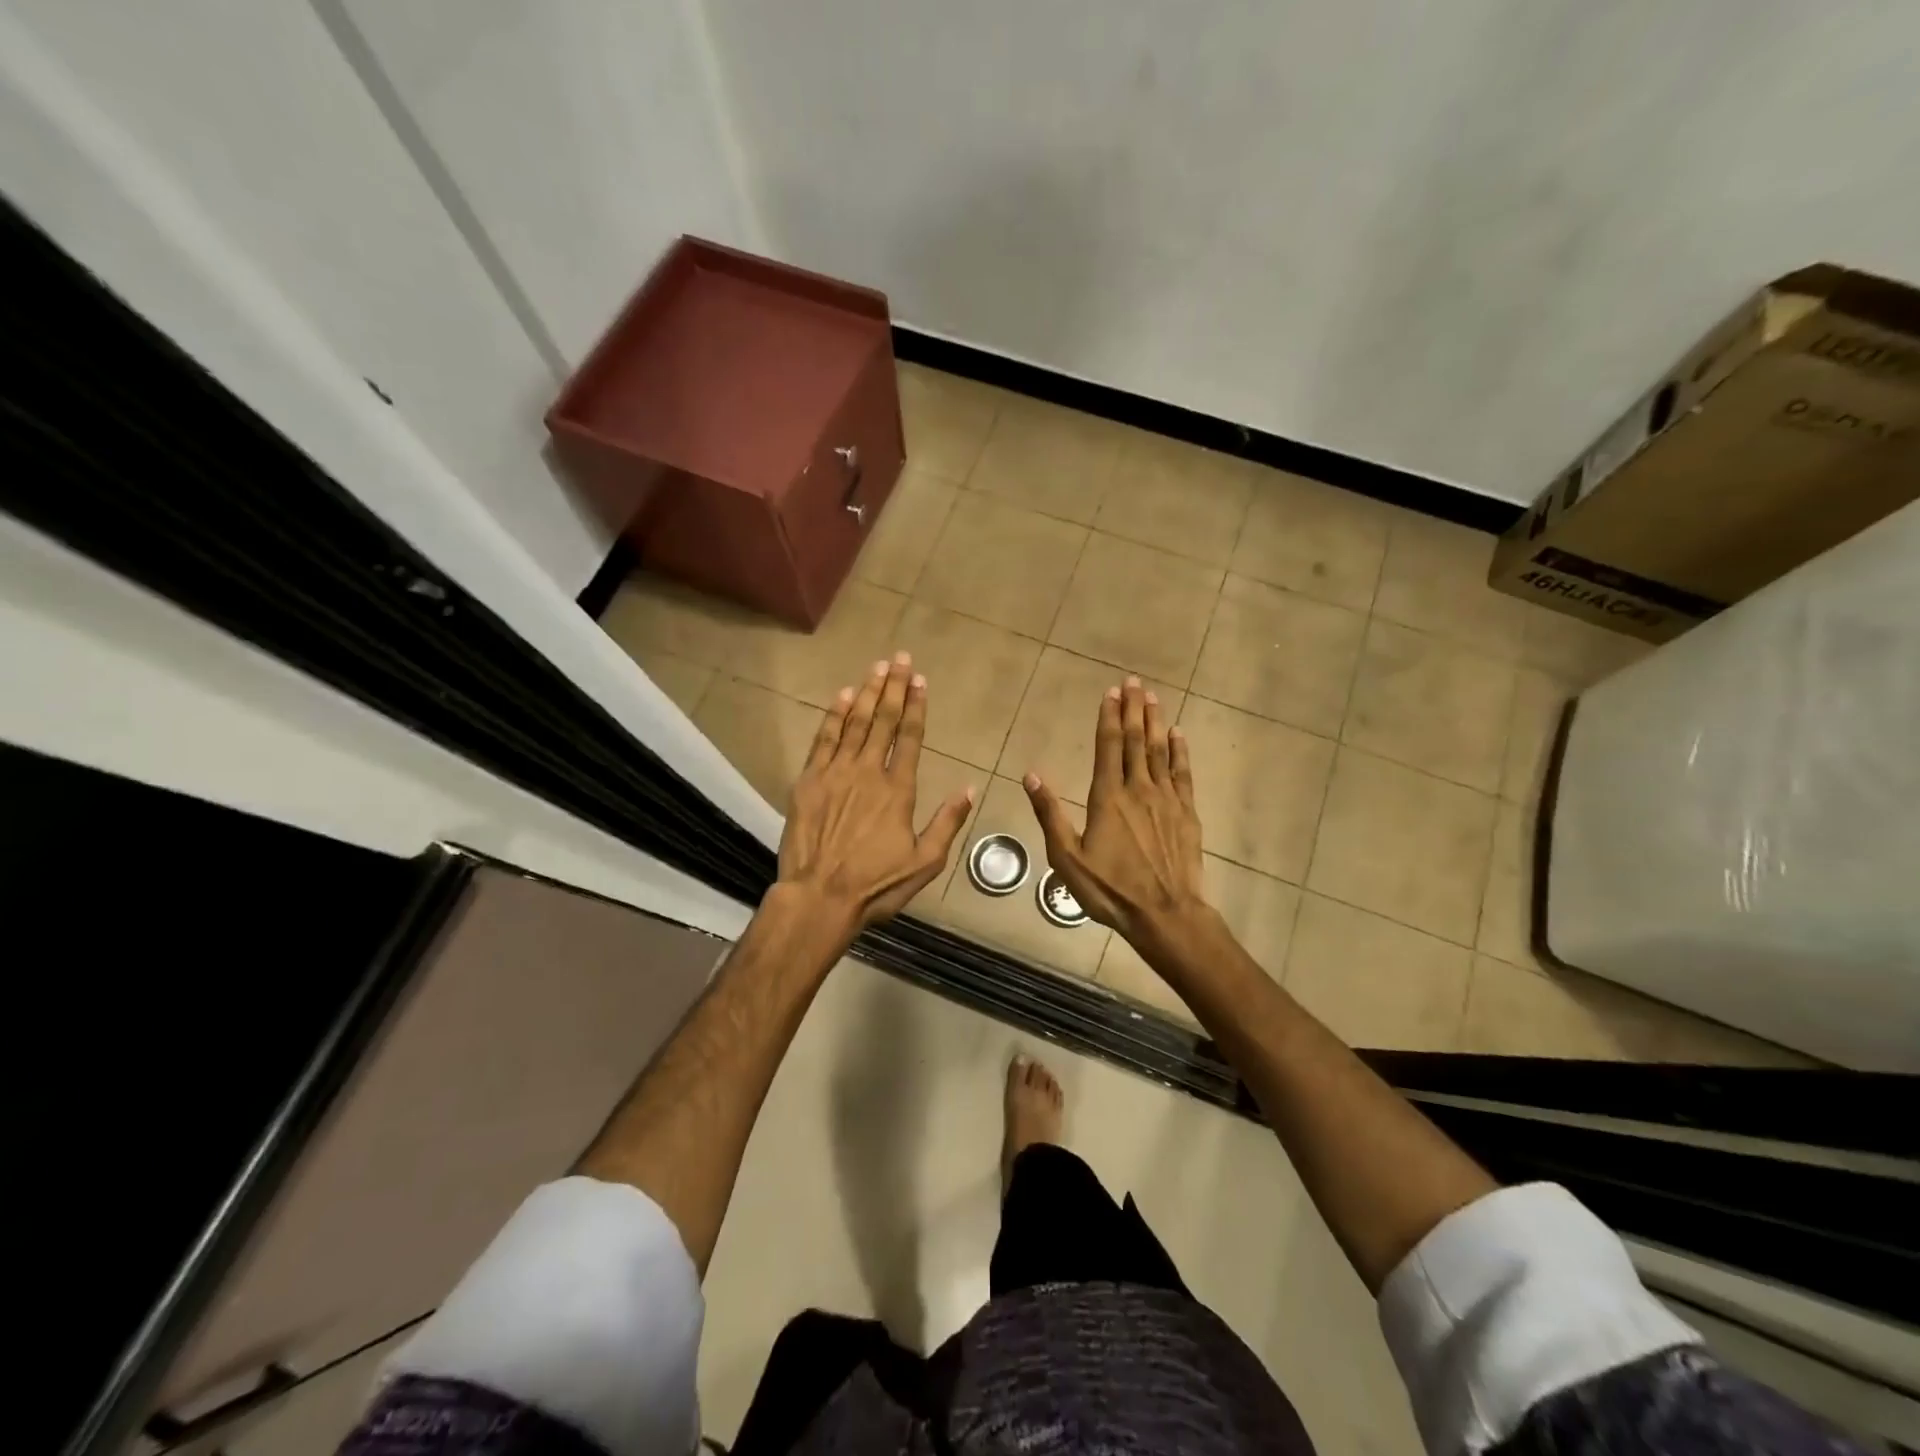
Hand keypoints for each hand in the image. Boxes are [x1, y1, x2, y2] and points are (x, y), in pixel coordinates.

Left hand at [775, 652, 974, 935]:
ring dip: (865, 693)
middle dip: (892, 687)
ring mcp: (836, 773)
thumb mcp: (925, 863)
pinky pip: (824, 739)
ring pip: (853, 723)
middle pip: (882, 720)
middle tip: (899, 658)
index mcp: (899, 790)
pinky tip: (841, 696)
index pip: (910, 737)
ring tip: (875, 667)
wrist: (819, 897)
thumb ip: (947, 823)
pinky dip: (833, 715)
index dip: (916, 706)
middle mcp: (868, 772)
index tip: (919, 680)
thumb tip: (969, 789)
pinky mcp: (809, 781)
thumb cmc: (876, 885)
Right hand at [1023, 677, 1209, 945]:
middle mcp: (1138, 789)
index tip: (1110, 692)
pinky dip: (1180, 751)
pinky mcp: (1186, 814)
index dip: (1108, 718)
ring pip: (1159, 751)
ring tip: (1153, 698)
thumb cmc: (1110, 889)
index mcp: (1107, 797)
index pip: (1108, 747)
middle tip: (1134, 682)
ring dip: (1155, 722)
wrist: (1165, 914)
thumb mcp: (1067, 857)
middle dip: (1133, 709)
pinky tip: (1178, 735)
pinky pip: (1182, 773)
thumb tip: (1031, 775)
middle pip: (1136, 741)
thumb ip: (1049, 814)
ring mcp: (1166, 800)